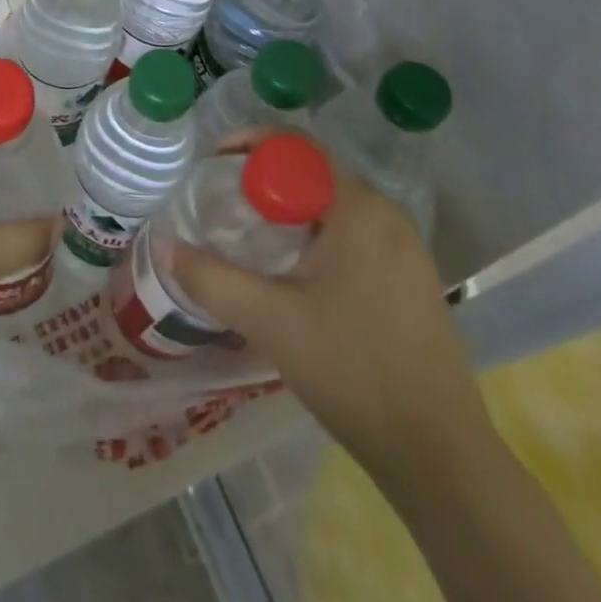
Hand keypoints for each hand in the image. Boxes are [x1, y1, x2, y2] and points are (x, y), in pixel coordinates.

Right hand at [171, 154, 486, 472]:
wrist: (440, 457)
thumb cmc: (352, 370)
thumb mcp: (269, 320)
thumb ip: (210, 277)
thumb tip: (161, 244)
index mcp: (358, 206)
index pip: (298, 146)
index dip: (251, 144)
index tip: (213, 166)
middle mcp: (387, 213)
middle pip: (313, 173)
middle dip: (264, 182)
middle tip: (224, 208)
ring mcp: (406, 248)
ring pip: (333, 206)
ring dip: (289, 212)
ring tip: (250, 241)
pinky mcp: (411, 279)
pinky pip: (354, 234)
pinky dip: (316, 237)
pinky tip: (295, 277)